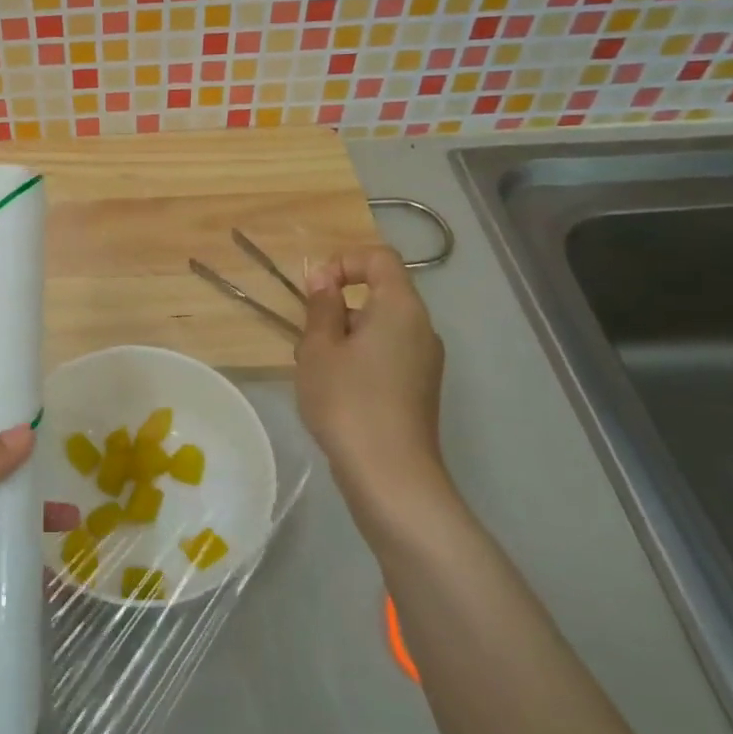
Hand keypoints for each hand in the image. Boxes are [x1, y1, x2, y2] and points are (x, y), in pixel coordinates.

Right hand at [295, 246, 447, 513]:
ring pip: (379, 329)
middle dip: (337, 307)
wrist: (390, 475)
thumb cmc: (348, 401)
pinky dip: (358, 360)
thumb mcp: (319, 348)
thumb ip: (322, 307)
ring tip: (315, 370)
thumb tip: (325, 278)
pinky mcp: (419, 390)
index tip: (314, 290)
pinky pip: (386, 355)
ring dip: (344, 337)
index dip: (344, 262)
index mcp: (401, 308)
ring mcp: (425, 362)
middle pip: (379, 295)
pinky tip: (334, 392)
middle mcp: (422, 329)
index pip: (380, 258)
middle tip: (307, 338)